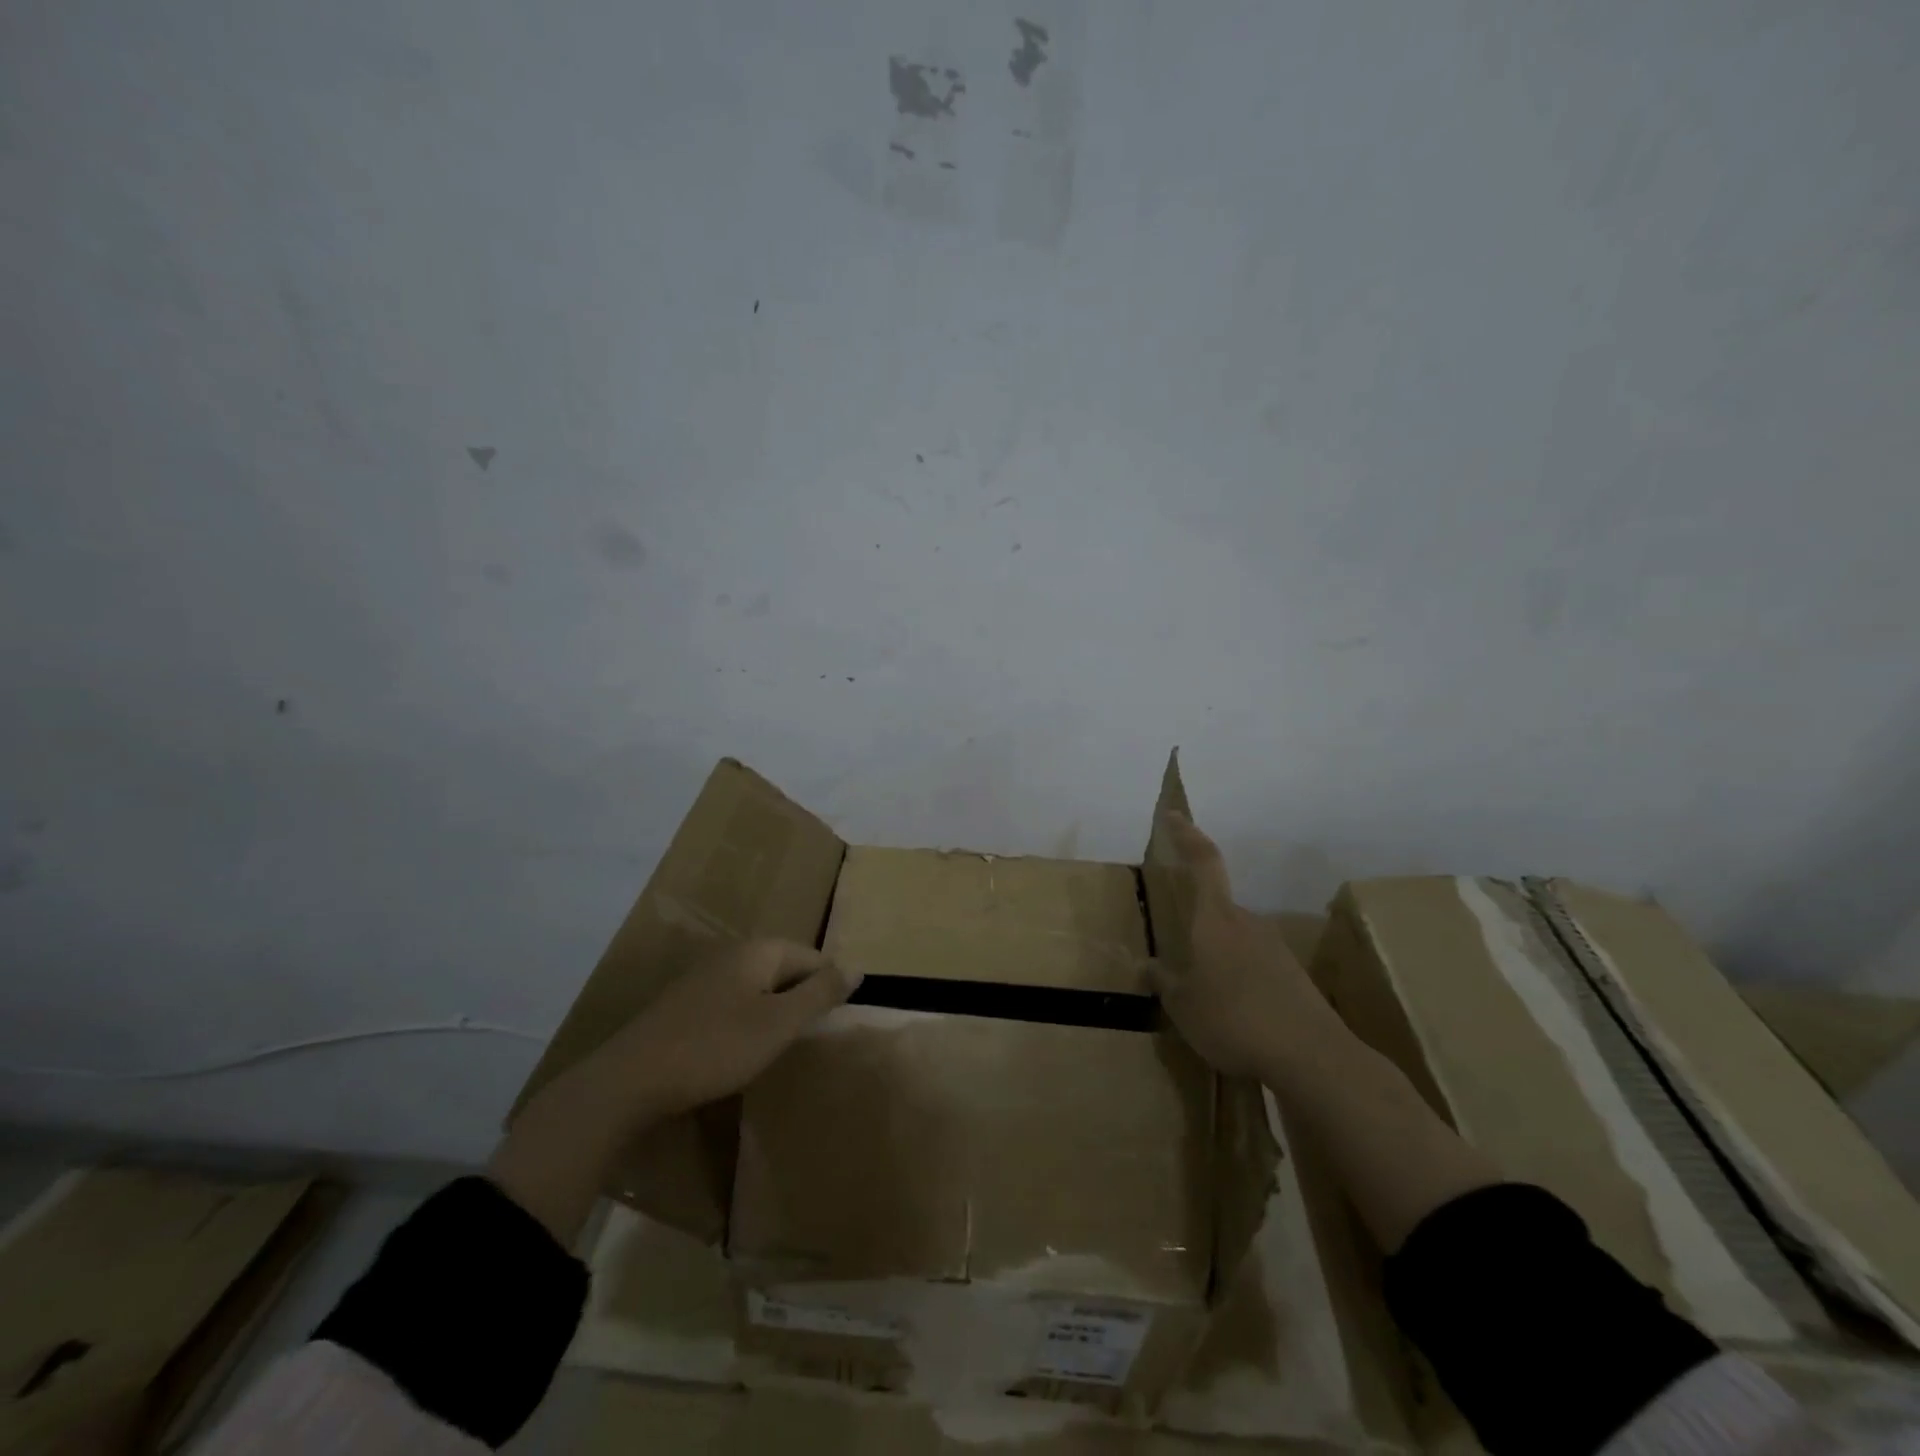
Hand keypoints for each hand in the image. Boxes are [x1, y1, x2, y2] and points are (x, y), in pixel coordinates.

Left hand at [491, 939, 859, 1244]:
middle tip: (809, 1039)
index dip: (829, 988)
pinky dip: (747, 1022)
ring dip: (775, 1013)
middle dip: (802, 1000)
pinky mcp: (686, 1003)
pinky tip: (742, 1050)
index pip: (814, 956)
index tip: (835, 1025)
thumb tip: (858, 967)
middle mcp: (733, 953)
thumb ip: (820, 993)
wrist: (630, 1080)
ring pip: (759, 988)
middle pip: (786, 969)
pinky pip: (734, 1003)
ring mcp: (705, 976)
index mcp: (759, 950)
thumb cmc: (716, 1047)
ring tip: (781, 1048)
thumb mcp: (779, 1023)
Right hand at [1148, 812, 1336, 1077]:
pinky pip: (1256, 968)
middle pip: (1218, 910)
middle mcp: (1247, 924)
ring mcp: (1275, 949)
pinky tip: (1235, 1017)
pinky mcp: (1294, 977)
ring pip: (1236, 941)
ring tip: (1205, 1000)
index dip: (1188, 836)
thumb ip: (1164, 982)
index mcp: (1216, 920)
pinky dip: (1240, 982)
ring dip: (1219, 960)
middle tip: (1180, 960)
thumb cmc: (1233, 1020)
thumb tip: (1148, 966)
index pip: (1204, 863)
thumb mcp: (1183, 1006)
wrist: (1312, 1057)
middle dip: (1198, 928)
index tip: (1175, 816)